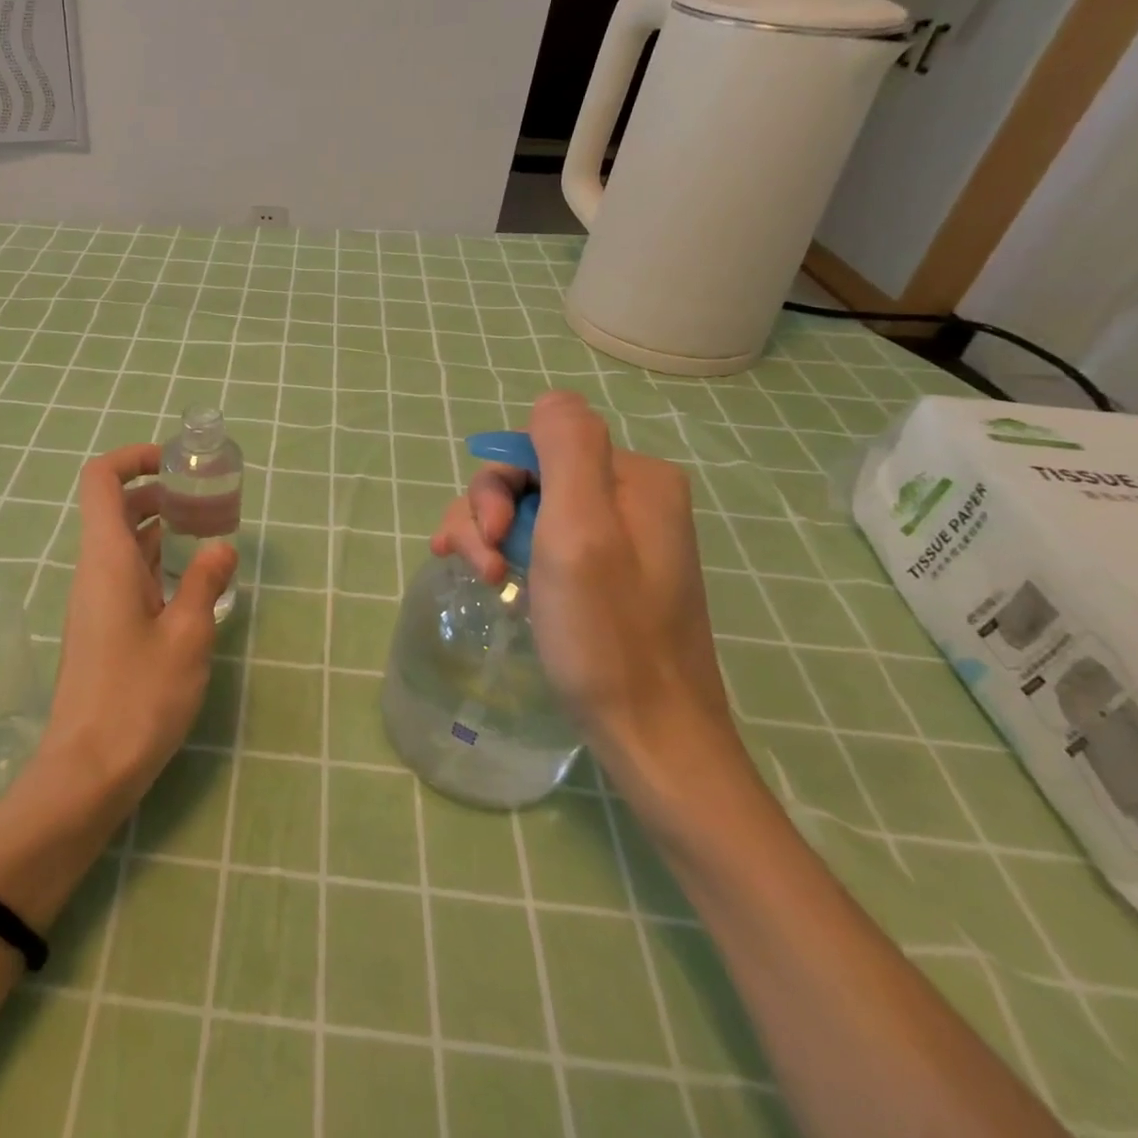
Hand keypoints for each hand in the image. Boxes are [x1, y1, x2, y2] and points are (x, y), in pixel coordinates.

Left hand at [41, 444, 237, 813]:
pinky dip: (156, 562)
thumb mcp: (187, 636)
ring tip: (208, 534)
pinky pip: (127, 575)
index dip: (134, 458)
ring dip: (161, 528)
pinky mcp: (102, 626)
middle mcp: (94, 570)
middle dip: (159, 492)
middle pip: (115, 506)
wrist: (88, 771)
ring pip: (123, 543)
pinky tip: (191, 582)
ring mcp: (95, 599)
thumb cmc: (138, 697)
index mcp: (106, 558)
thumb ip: (204, 582)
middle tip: (206, 500)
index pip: (101, 479)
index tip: (176, 464)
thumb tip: (221, 547)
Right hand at [431, 392, 743, 806]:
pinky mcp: (600, 572)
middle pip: (528, 477)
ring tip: (488, 585)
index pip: (537, 446)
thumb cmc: (608, 635)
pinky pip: (539, 541)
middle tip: (486, 570)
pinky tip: (495, 583)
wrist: (651, 736)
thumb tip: (550, 400)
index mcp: (633, 478)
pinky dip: (507, 555)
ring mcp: (615, 537)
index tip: (492, 537)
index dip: (500, 485)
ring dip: (490, 538)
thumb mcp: (581, 531)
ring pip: (526, 509)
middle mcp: (628, 497)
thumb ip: (568, 449)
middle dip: (490, 515)